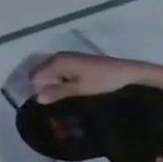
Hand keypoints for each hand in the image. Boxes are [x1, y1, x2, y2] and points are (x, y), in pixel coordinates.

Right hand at [31, 52, 150, 102]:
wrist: (126, 72)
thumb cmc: (103, 81)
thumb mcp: (81, 89)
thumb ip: (59, 92)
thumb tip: (38, 98)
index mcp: (57, 61)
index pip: (36, 76)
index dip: (38, 91)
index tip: (48, 105)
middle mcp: (59, 56)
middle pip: (42, 73)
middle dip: (45, 88)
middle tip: (56, 104)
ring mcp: (68, 58)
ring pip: (52, 73)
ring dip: (54, 85)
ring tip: (64, 100)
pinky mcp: (77, 62)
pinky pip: (62, 72)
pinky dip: (63, 81)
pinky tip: (72, 92)